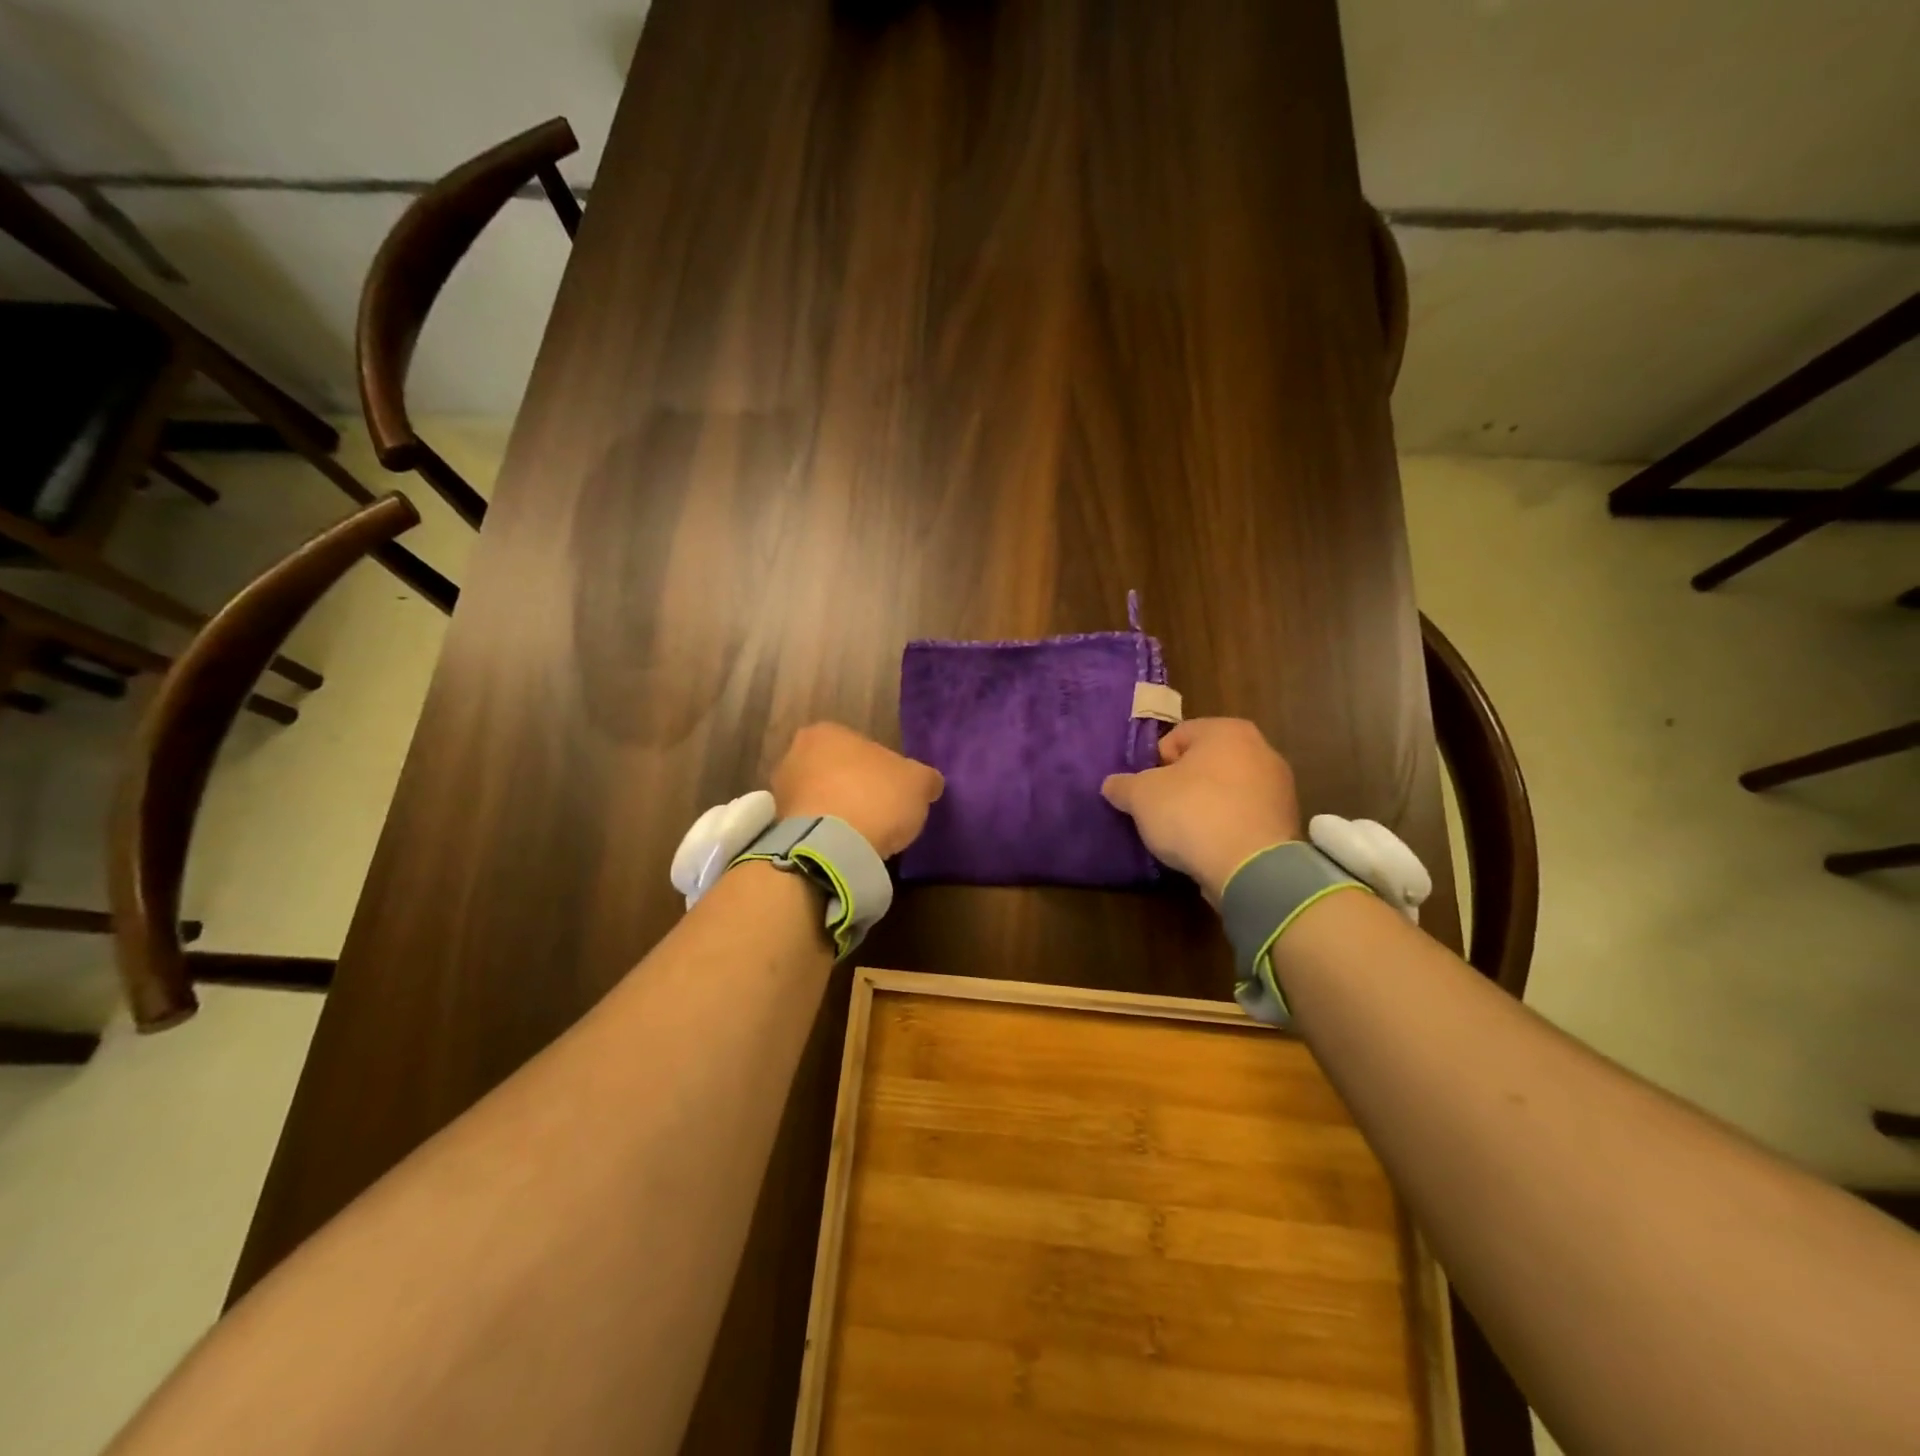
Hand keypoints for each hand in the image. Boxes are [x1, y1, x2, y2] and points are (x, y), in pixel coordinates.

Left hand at [772, 723, 944, 858]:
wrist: (831, 847)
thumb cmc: (874, 798)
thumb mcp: (918, 783)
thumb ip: (924, 778)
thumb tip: (929, 783)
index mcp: (827, 732)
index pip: (861, 747)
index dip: (881, 771)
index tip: (893, 792)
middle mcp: (795, 753)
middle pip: (836, 771)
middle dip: (854, 789)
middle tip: (880, 813)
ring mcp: (781, 791)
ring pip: (820, 798)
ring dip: (838, 812)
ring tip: (863, 836)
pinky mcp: (778, 827)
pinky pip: (811, 825)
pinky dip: (826, 834)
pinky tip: (845, 848)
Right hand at [1101, 718, 1300, 900]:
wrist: (1250, 867)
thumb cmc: (1192, 813)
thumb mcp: (1141, 796)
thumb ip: (1122, 785)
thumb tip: (1112, 785)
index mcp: (1227, 730)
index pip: (1177, 737)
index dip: (1154, 764)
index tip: (1147, 791)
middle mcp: (1260, 749)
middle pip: (1204, 763)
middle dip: (1181, 785)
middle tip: (1161, 811)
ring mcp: (1279, 787)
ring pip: (1225, 791)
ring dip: (1205, 806)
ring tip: (1185, 835)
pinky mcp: (1286, 822)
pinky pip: (1243, 817)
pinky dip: (1226, 827)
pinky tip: (1210, 848)